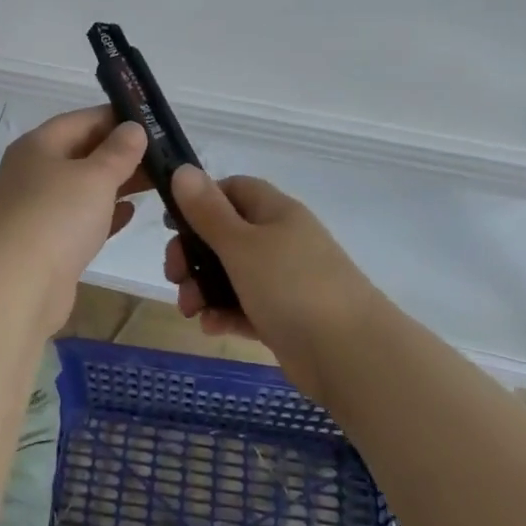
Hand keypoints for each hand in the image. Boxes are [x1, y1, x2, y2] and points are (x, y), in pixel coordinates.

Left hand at [0, 107, 149, 332]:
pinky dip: (104, 213)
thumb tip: (133, 128)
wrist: (16, 287)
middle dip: (121, 153)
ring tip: (157, 182)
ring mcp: (37, 209)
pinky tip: (131, 213)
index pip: (81, 120)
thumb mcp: (95, 177)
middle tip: (164, 156)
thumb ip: (118, 151)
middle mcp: (33, 172)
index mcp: (38, 146)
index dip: (116, 118)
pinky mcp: (46, 242)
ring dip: (116, 183)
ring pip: (83, 187)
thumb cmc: (56, 217)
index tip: (152, 122)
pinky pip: (80, 218)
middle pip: (82, 153)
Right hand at [165, 168, 380, 400]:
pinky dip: (225, 314)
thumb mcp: (241, 245)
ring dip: (204, 288)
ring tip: (190, 310)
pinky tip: (209, 327)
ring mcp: (285, 281)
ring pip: (232, 274)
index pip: (233, 190)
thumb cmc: (291, 287)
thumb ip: (208, 211)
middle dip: (194, 254)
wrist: (352, 356)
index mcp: (276, 212)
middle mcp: (281, 241)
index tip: (174, 224)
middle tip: (175, 275)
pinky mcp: (286, 318)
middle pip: (226, 235)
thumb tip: (183, 169)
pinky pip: (246, 307)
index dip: (201, 200)